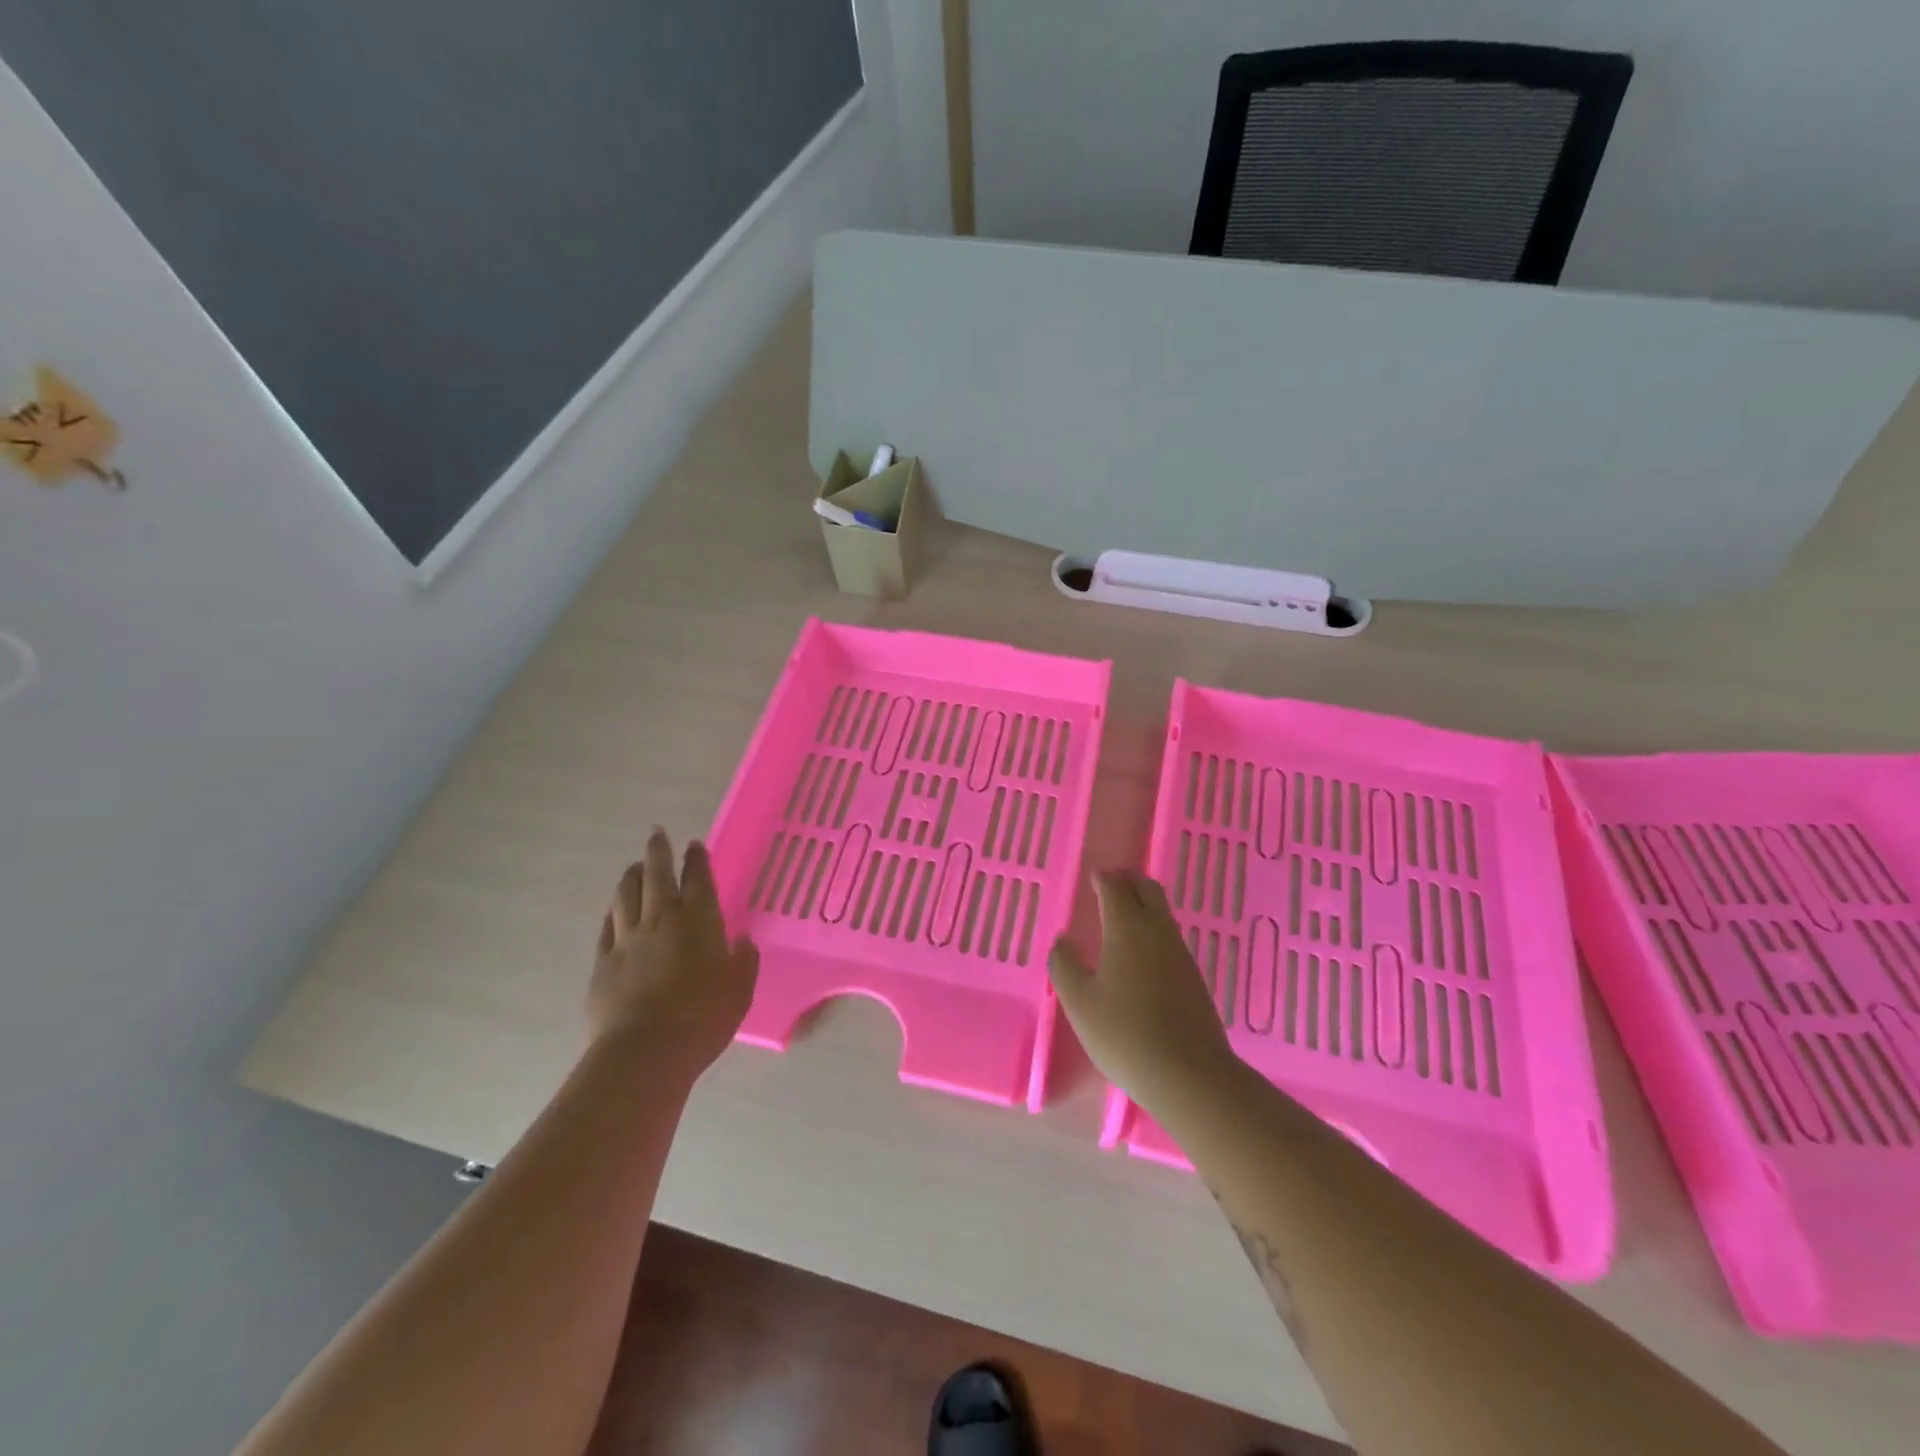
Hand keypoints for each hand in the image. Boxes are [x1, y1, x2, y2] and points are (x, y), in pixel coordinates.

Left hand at [589, 829, 758, 1080]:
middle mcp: (661, 920)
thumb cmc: (703, 1017)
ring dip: (632, 876)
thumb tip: (742, 941)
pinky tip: (615, 908)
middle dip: (658, 852)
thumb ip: (743, 960)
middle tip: (657, 834)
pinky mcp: (603, 962)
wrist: (644, 1053)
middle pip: (657, 876)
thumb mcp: (739, 989)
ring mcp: (627, 939)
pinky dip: (614, 910)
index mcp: (699, 921)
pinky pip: (608, 925)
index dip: (697, 860)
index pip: (698, 879)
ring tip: (634, 866)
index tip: (695, 844)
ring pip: (626, 895)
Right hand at [1048, 870, 1234, 1112]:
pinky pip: (1170, 936)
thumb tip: (1062, 941)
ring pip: (1162, 912)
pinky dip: (1154, 928)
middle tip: (1109, 884)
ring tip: (1123, 914)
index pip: (1115, 888)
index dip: (1102, 878)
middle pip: (1147, 889)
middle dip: (1128, 881)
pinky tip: (1142, 952)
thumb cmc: (1124, 1033)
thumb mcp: (1079, 1002)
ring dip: (1143, 903)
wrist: (1189, 1073)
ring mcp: (1180, 952)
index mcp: (1127, 927)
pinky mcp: (1193, 975)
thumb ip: (1064, 965)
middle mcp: (1157, 930)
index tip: (1093, 876)